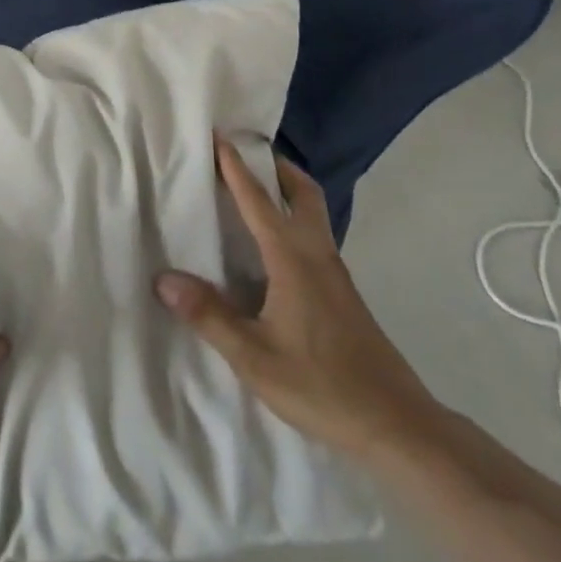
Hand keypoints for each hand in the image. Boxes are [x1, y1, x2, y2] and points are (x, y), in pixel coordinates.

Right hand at [155, 136, 444, 460]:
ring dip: (288, 191)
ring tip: (256, 192)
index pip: (259, 200)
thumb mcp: (254, 357)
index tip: (219, 136)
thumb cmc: (322, 385)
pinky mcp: (343, 295)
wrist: (396, 424)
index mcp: (292, 259)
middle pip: (303, 192)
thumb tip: (163, 279)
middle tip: (247, 153)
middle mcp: (317, 254)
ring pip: (314, 214)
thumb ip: (209, 315)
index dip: (236, 168)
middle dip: (276, 166)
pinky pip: (315, 238)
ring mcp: (335, 274)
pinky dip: (294, 221)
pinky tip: (274, 250)